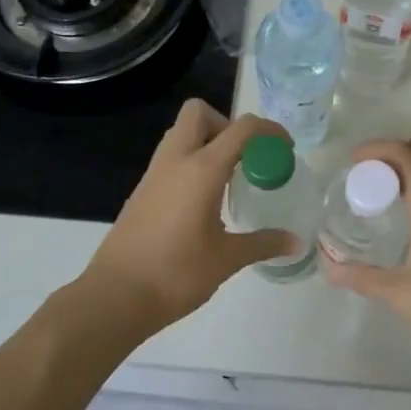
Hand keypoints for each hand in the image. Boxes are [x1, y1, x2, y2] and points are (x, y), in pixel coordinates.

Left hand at [75, 100, 298, 340]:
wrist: (115, 297)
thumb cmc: (176, 274)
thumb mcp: (226, 259)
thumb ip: (263, 243)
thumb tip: (295, 241)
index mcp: (202, 170)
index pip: (241, 129)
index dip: (268, 130)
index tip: (284, 149)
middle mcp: (176, 161)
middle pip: (198, 113)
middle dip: (226, 125)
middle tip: (244, 158)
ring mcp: (154, 174)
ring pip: (180, 134)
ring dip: (206, 142)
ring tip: (227, 180)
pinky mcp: (141, 191)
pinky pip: (170, 159)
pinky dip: (190, 163)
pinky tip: (203, 201)